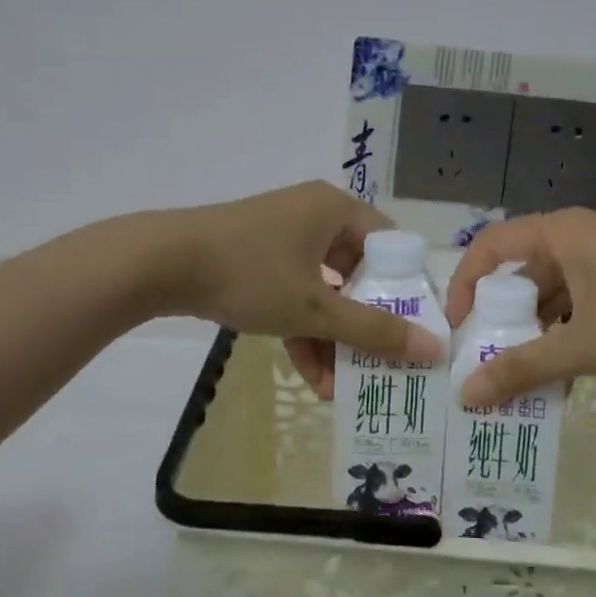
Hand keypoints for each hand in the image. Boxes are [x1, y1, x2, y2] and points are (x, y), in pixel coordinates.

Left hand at [164, 181, 442, 397]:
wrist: (162, 263)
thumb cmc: (250, 273)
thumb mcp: (314, 308)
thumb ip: (373, 330)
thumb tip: (433, 349)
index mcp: (336, 209)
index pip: (389, 246)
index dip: (404, 290)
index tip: (411, 332)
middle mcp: (314, 215)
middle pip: (356, 272)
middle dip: (363, 325)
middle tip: (377, 364)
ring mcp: (283, 236)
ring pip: (323, 288)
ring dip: (331, 336)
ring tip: (338, 386)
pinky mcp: (258, 256)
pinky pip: (294, 291)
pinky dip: (302, 327)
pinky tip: (309, 374)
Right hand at [444, 208, 595, 408]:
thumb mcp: (586, 345)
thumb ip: (524, 368)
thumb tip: (466, 395)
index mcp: (558, 234)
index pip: (489, 248)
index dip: (464, 285)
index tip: (458, 331)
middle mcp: (574, 239)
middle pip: (519, 275)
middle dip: (501, 321)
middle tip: (486, 366)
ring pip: (550, 297)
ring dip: (535, 336)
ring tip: (521, 382)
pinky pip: (577, 307)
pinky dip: (565, 337)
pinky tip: (564, 380)